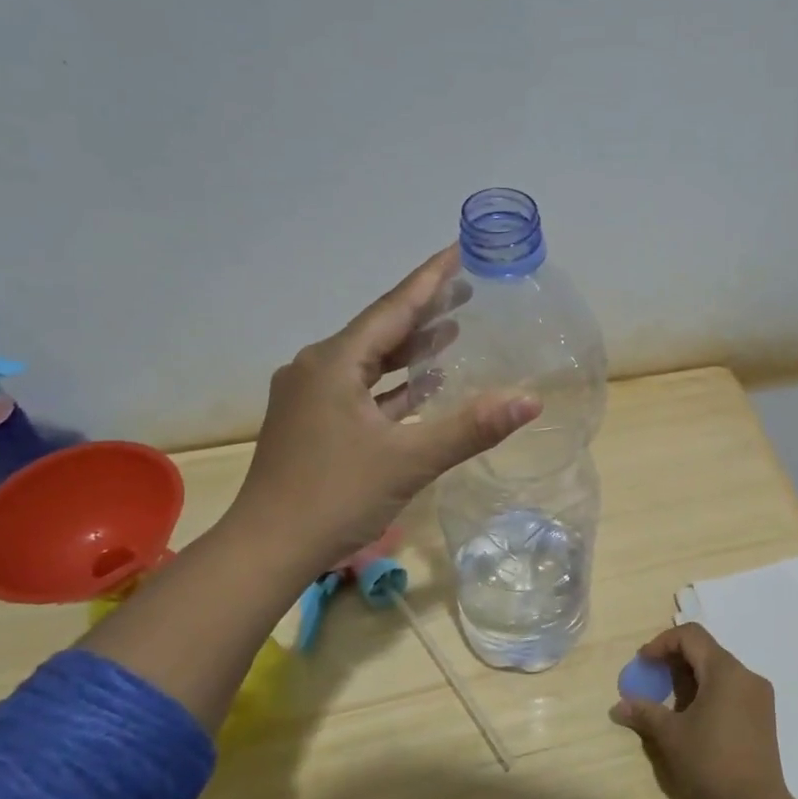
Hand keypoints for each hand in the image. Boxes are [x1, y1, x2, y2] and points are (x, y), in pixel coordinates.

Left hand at [227, 246, 539, 572]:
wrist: (267, 549)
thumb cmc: (335, 497)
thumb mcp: (409, 460)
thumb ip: (471, 428)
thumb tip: (530, 400)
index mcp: (334, 363)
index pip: (393, 308)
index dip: (430, 279)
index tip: (458, 250)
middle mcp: (317, 369)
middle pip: (380, 330)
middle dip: (424, 311)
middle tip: (467, 291)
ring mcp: (310, 397)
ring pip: (370, 362)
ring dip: (410, 349)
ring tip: (453, 332)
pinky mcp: (312, 424)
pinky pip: (361, 390)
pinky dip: (393, 385)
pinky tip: (422, 387)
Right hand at [610, 623, 790, 798]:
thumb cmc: (710, 763)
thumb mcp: (671, 735)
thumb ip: (645, 712)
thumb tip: (618, 706)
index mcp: (725, 671)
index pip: (691, 636)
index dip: (662, 643)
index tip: (643, 663)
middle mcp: (746, 675)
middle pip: (706, 651)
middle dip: (675, 661)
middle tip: (652, 681)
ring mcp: (759, 696)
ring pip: (719, 671)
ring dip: (691, 678)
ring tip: (670, 702)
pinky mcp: (763, 716)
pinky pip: (732, 689)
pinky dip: (709, 692)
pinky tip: (694, 717)